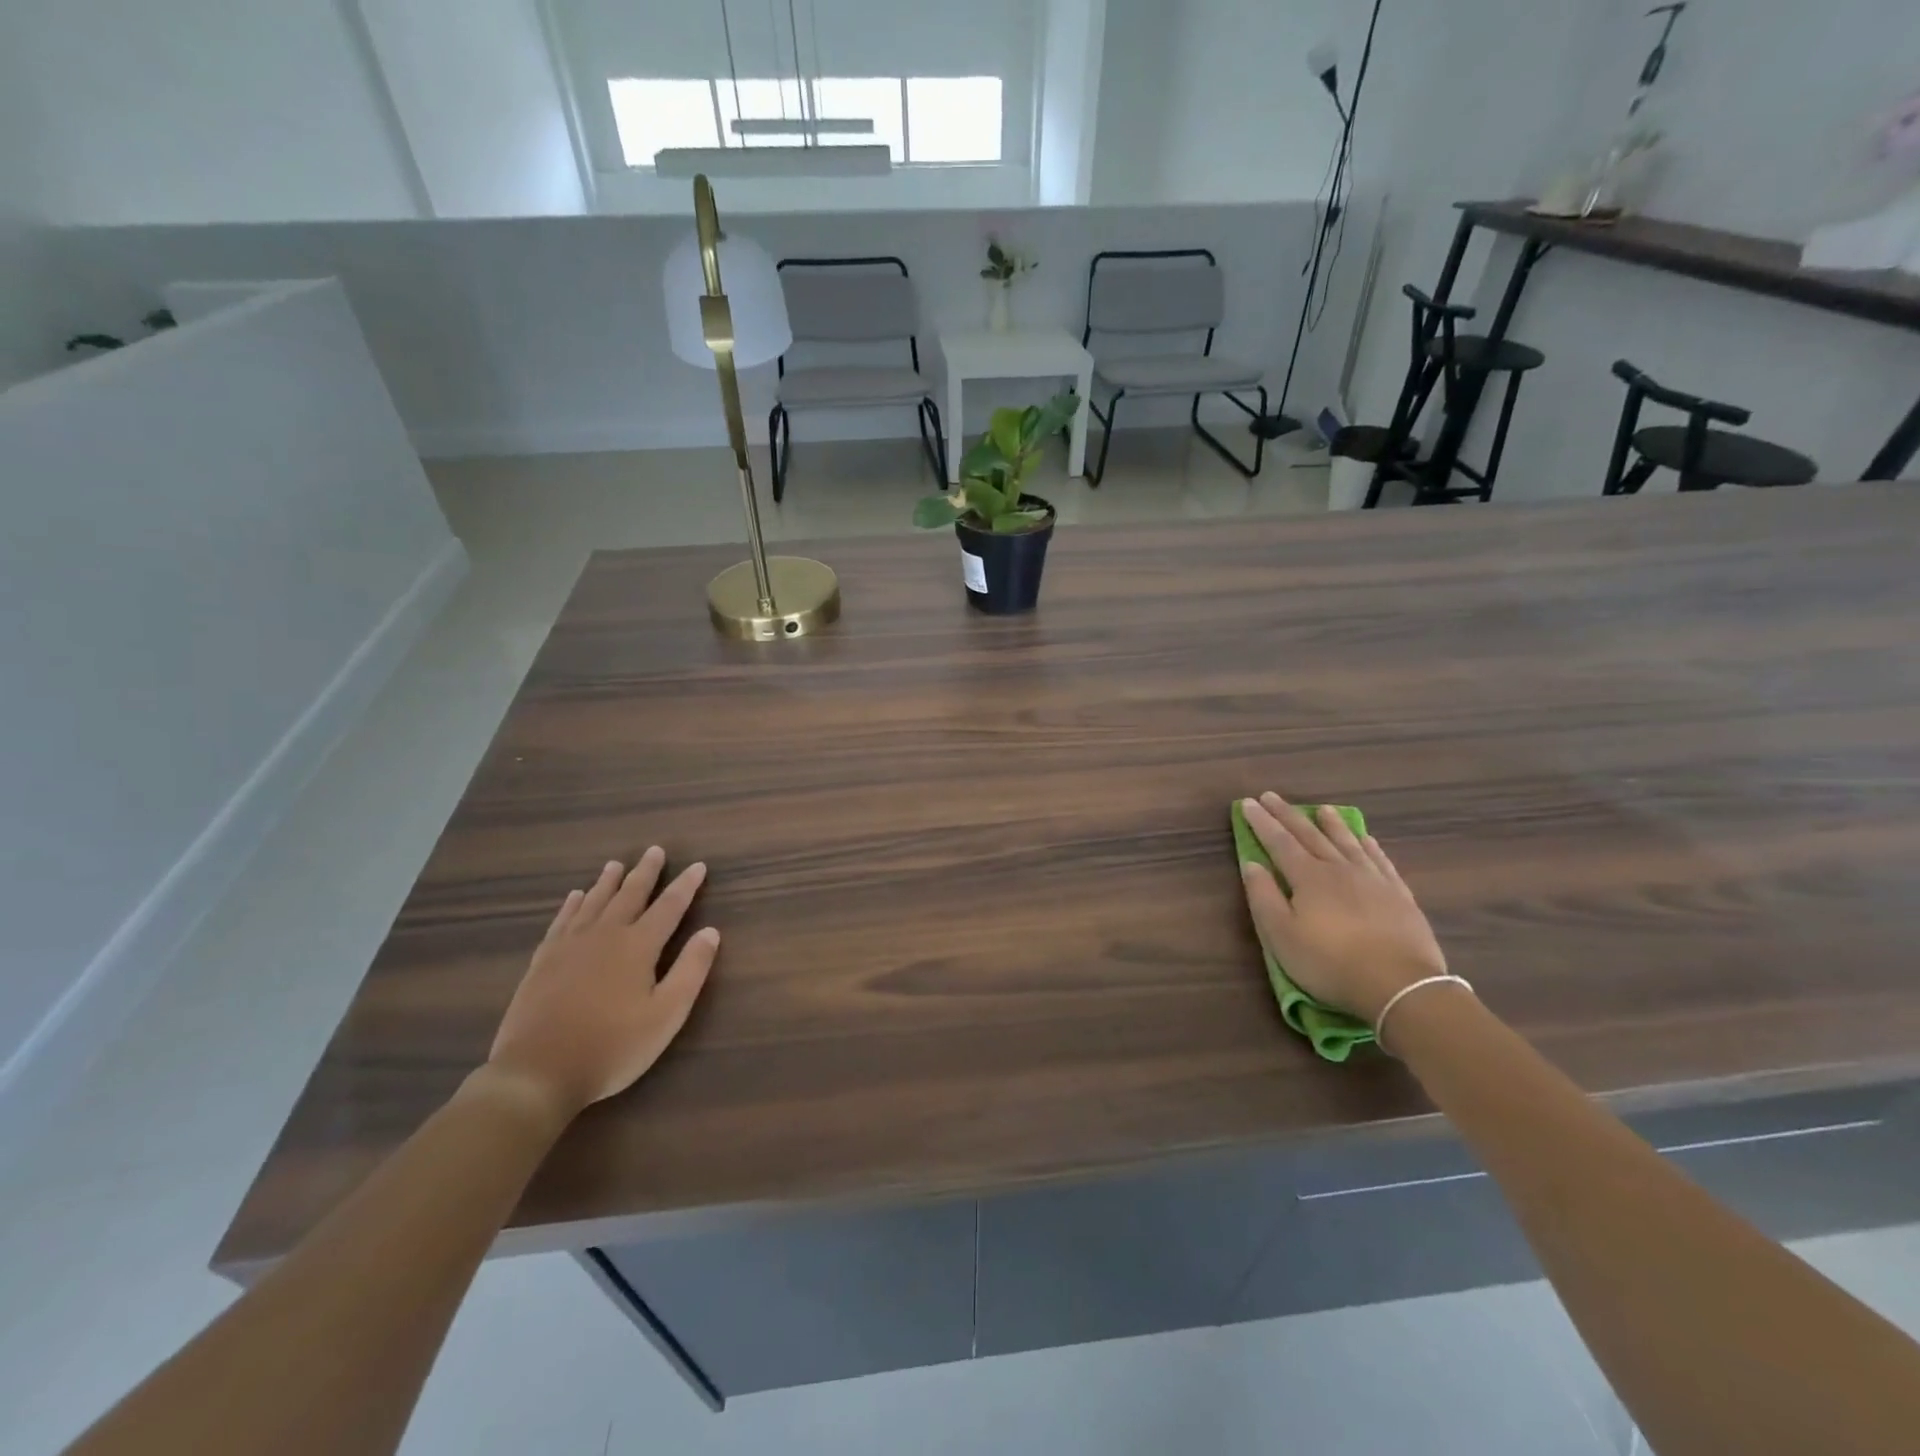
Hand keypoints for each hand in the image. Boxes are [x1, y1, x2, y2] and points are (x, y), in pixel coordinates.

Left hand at [486, 848, 718, 1120]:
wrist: (537, 1073)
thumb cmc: (612, 1047)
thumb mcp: (666, 1015)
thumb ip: (691, 970)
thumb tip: (711, 932)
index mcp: (638, 946)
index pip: (669, 906)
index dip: (686, 885)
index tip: (698, 866)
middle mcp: (605, 935)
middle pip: (629, 895)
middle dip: (645, 872)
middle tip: (655, 850)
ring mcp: (570, 946)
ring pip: (594, 902)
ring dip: (608, 882)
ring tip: (616, 865)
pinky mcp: (543, 961)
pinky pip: (562, 921)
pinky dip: (571, 905)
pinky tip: (575, 897)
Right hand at [1239, 794, 1445, 1025]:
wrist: (1401, 985)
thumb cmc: (1330, 963)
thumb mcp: (1282, 936)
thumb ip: (1263, 897)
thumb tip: (1251, 863)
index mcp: (1308, 878)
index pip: (1279, 842)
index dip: (1262, 822)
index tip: (1247, 803)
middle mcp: (1339, 869)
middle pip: (1310, 836)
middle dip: (1288, 815)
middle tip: (1271, 796)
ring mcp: (1373, 880)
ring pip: (1347, 843)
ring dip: (1331, 824)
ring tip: (1321, 808)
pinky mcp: (1399, 895)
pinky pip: (1381, 861)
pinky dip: (1369, 846)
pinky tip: (1366, 839)